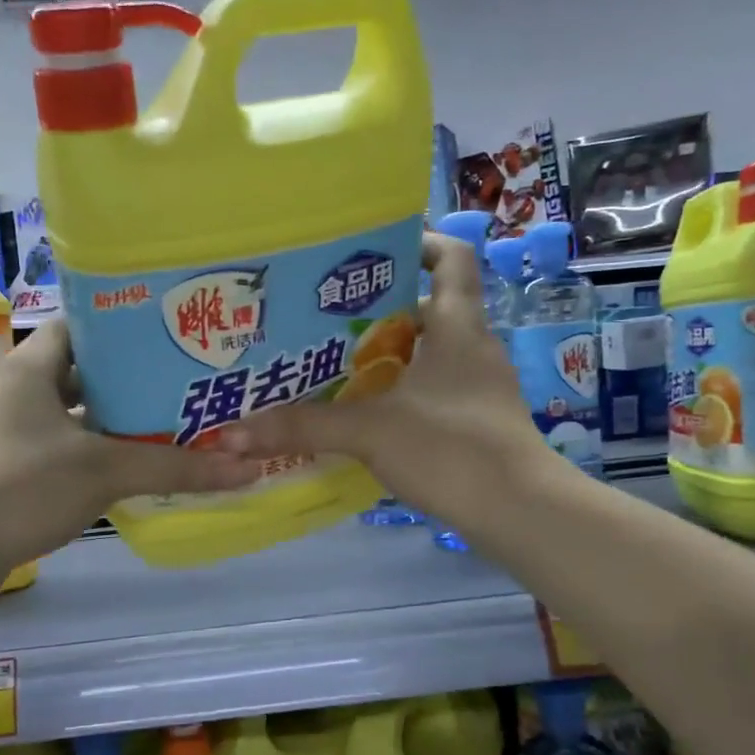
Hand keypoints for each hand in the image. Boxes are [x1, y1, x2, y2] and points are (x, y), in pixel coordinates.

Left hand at [0, 319, 257, 583]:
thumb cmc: (24, 487)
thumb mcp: (105, 470)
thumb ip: (176, 466)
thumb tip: (248, 468)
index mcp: (35, 364)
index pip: (87, 322)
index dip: (130, 323)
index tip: (176, 330)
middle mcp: (27, 387)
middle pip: (92, 367)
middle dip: (139, 373)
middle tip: (191, 373)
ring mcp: (25, 427)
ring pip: (86, 408)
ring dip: (126, 412)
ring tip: (181, 411)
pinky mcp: (26, 461)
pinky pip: (78, 440)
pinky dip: (109, 444)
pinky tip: (147, 456)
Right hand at [220, 234, 548, 526]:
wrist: (519, 512)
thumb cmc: (452, 449)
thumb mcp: (370, 431)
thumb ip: (304, 426)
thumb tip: (235, 431)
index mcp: (459, 328)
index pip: (452, 259)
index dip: (421, 242)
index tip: (375, 247)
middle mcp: (474, 349)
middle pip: (432, 308)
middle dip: (384, 308)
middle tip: (330, 316)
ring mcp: (481, 389)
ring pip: (432, 354)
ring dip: (391, 355)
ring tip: (337, 364)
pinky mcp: (479, 424)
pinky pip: (435, 392)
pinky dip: (402, 393)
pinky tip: (366, 415)